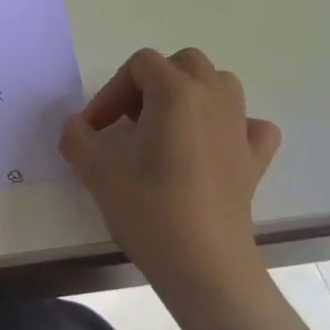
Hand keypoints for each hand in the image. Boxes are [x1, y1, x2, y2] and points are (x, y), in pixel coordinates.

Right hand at [59, 48, 281, 322]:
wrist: (204, 266)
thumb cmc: (149, 209)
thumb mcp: (97, 170)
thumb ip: (77, 137)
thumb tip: (75, 126)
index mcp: (176, 93)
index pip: (140, 65)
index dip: (111, 91)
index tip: (96, 129)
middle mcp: (214, 99)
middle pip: (184, 63)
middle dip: (152, 83)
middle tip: (130, 121)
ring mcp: (240, 128)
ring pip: (220, 84)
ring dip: (191, 95)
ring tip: (166, 128)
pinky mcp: (254, 160)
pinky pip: (249, 125)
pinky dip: (231, 126)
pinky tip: (212, 148)